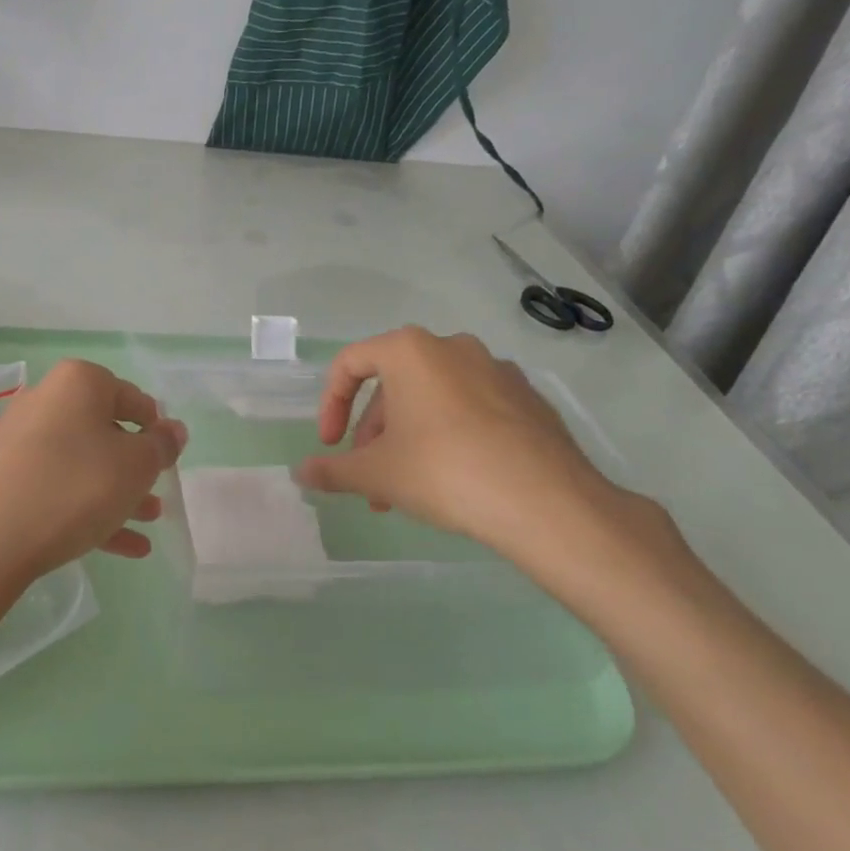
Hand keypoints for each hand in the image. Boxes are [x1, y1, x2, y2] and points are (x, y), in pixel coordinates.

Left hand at [0, 360, 186, 621]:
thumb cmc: (73, 488)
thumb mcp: (135, 467)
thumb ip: (161, 446)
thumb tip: (172, 429)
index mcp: (77, 383)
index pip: (130, 396)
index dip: (154, 427)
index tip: (166, 457)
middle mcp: (41, 400)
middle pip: (100, 431)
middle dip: (133, 467)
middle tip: (156, 496)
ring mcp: (12, 440)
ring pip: (77, 464)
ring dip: (113, 493)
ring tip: (146, 525)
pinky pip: (49, 488)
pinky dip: (82, 510)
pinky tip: (115, 547)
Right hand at [294, 327, 681, 589]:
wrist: (549, 504)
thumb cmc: (444, 472)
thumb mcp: (376, 474)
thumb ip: (332, 470)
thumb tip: (301, 473)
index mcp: (410, 350)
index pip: (350, 363)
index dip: (330, 405)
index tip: (330, 446)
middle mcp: (452, 347)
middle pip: (393, 385)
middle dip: (374, 433)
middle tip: (370, 478)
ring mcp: (497, 370)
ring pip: (432, 399)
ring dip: (408, 439)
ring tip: (406, 490)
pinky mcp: (529, 399)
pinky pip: (471, 409)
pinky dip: (449, 435)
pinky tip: (455, 479)